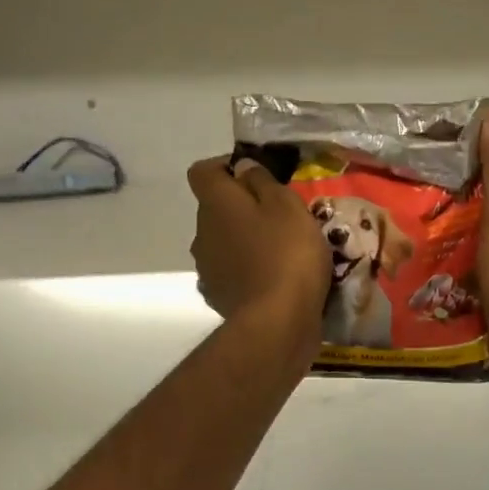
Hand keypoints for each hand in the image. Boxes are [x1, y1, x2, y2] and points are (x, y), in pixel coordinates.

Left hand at [188, 156, 329, 346]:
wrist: (276, 322)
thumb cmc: (286, 254)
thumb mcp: (286, 206)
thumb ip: (262, 181)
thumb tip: (242, 168)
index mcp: (215, 203)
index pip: (203, 171)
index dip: (225, 168)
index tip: (255, 176)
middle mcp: (201, 232)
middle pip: (215, 209)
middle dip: (240, 208)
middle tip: (278, 217)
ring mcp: (207, 267)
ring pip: (222, 242)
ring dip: (243, 241)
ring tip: (278, 251)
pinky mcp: (218, 296)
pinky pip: (229, 272)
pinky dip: (245, 270)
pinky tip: (270, 280)